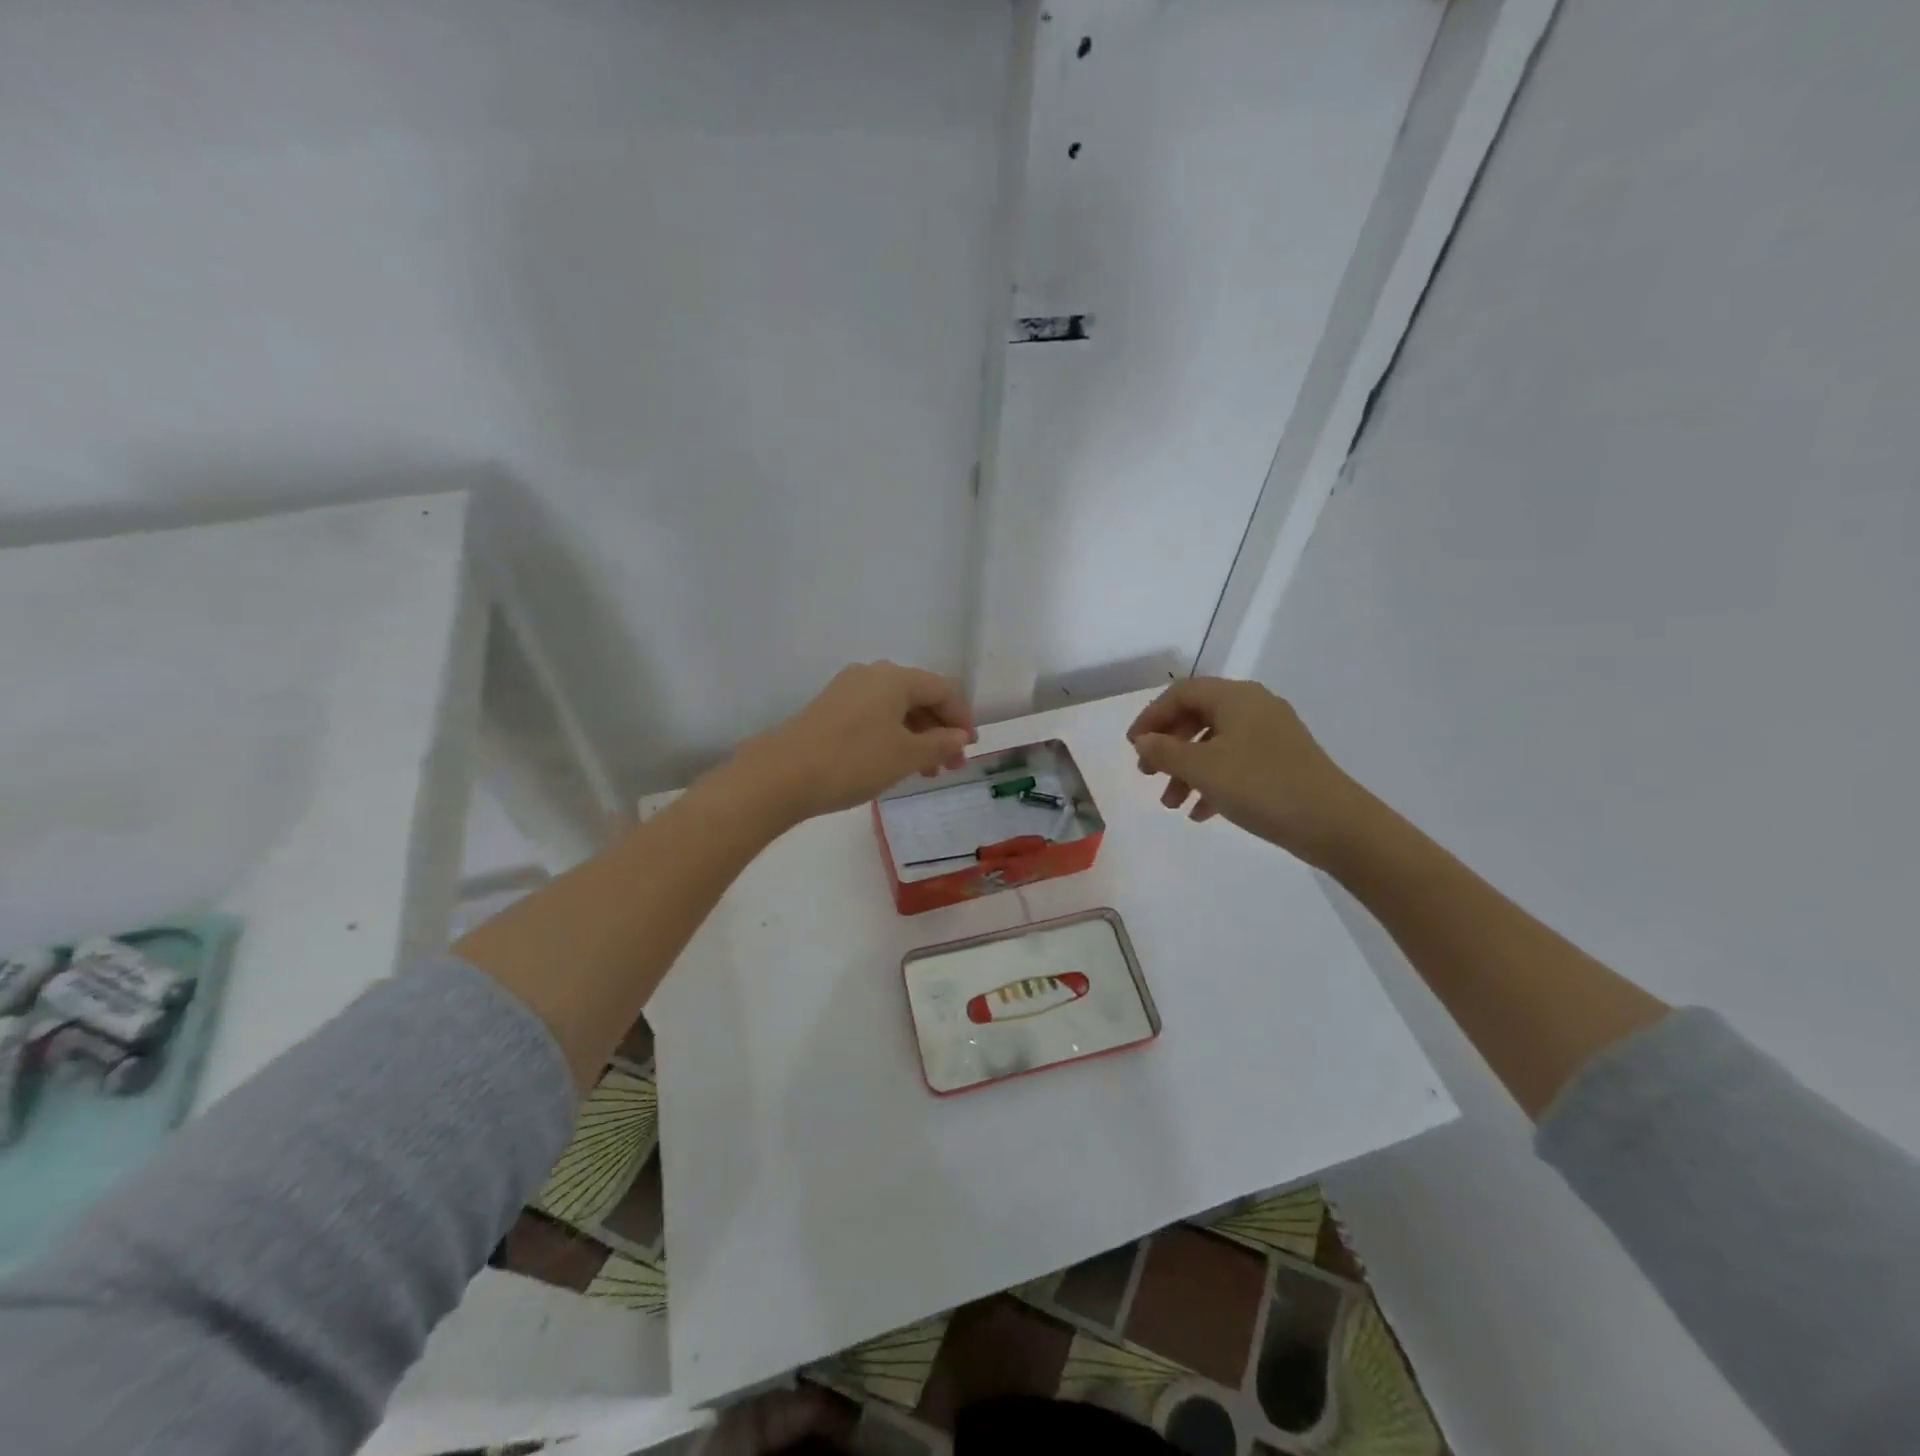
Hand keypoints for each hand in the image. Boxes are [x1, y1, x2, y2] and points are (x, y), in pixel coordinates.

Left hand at [731, 661, 976, 823]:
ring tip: (924, 771)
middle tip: (950, 765)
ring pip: (896, 708)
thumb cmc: (853, 761)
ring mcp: (847, 690)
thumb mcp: (905, 756)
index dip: (962, 718)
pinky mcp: (830, 708)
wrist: (782, 775)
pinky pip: (874, 715)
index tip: (969, 750)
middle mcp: (872, 674)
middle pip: (919, 696)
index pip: (943, 690)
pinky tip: (893, 762)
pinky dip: (892, 735)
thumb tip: (959, 737)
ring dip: (917, 736)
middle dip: (940, 730)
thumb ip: (939, 744)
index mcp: (895, 677)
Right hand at [1127, 678, 1371, 866]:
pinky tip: (1201, 813)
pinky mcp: (1283, 760)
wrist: (1334, 823)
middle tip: (1148, 775)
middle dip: (1168, 747)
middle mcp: (1254, 706)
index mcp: (1235, 697)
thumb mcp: (1202, 769)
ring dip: (1187, 771)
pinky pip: (1236, 762)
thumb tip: (1143, 741)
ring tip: (1172, 804)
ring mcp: (1272, 734)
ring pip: (1215, 744)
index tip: (1133, 747)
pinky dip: (1213, 782)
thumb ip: (1165, 751)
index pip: (1180, 694)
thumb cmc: (1260, 786)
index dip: (1151, 717)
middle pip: (1197, 717)